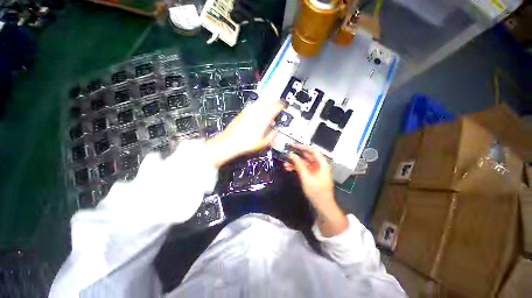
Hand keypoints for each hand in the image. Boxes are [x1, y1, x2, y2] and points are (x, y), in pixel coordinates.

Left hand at [205, 99, 283, 167]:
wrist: (230, 142)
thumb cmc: (247, 144)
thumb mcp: (264, 142)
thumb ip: (273, 135)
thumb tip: (278, 130)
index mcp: (264, 117)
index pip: (277, 106)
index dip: (283, 105)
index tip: (286, 105)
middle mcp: (257, 111)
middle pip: (269, 100)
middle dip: (276, 101)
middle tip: (280, 104)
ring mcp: (249, 110)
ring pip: (261, 100)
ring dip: (268, 101)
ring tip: (271, 104)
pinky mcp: (243, 112)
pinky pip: (253, 104)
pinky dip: (259, 104)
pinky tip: (259, 108)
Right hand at [285, 144, 347, 236]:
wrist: (323, 206)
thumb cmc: (316, 192)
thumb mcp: (306, 178)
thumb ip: (298, 165)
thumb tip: (291, 154)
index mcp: (321, 164)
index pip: (312, 150)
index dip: (302, 146)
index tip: (292, 145)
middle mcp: (318, 165)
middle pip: (307, 156)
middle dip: (296, 154)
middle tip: (286, 152)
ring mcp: (315, 170)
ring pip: (303, 162)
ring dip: (294, 162)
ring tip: (284, 163)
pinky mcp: (311, 175)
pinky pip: (303, 168)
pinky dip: (296, 167)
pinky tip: (288, 168)